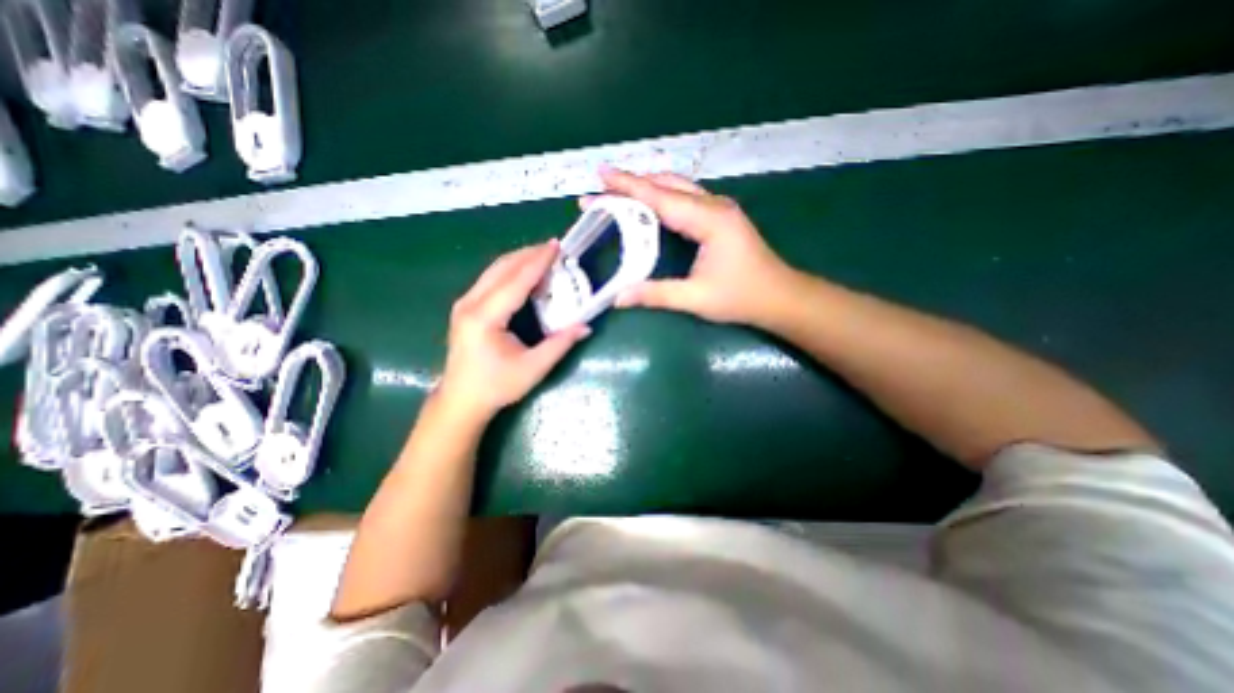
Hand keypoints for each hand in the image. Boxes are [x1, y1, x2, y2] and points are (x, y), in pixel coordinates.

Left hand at [433, 240, 585, 424]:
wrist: (461, 400)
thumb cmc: (496, 386)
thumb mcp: (533, 368)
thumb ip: (560, 344)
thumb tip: (585, 327)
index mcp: (484, 317)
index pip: (516, 281)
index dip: (538, 262)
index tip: (557, 246)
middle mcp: (470, 304)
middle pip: (502, 268)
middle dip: (529, 254)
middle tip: (555, 248)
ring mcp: (465, 304)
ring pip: (494, 270)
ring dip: (520, 260)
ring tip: (544, 256)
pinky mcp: (466, 307)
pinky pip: (491, 279)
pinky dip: (511, 271)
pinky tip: (526, 273)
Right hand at [597, 167, 801, 326]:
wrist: (780, 297)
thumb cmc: (742, 297)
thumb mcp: (696, 299)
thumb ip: (656, 294)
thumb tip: (618, 297)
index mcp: (709, 220)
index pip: (660, 197)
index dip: (628, 187)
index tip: (600, 176)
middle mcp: (714, 205)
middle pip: (667, 184)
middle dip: (632, 185)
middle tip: (601, 189)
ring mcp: (719, 208)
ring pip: (677, 187)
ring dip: (647, 187)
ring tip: (618, 193)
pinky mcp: (720, 216)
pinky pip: (685, 198)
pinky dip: (661, 197)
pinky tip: (649, 205)